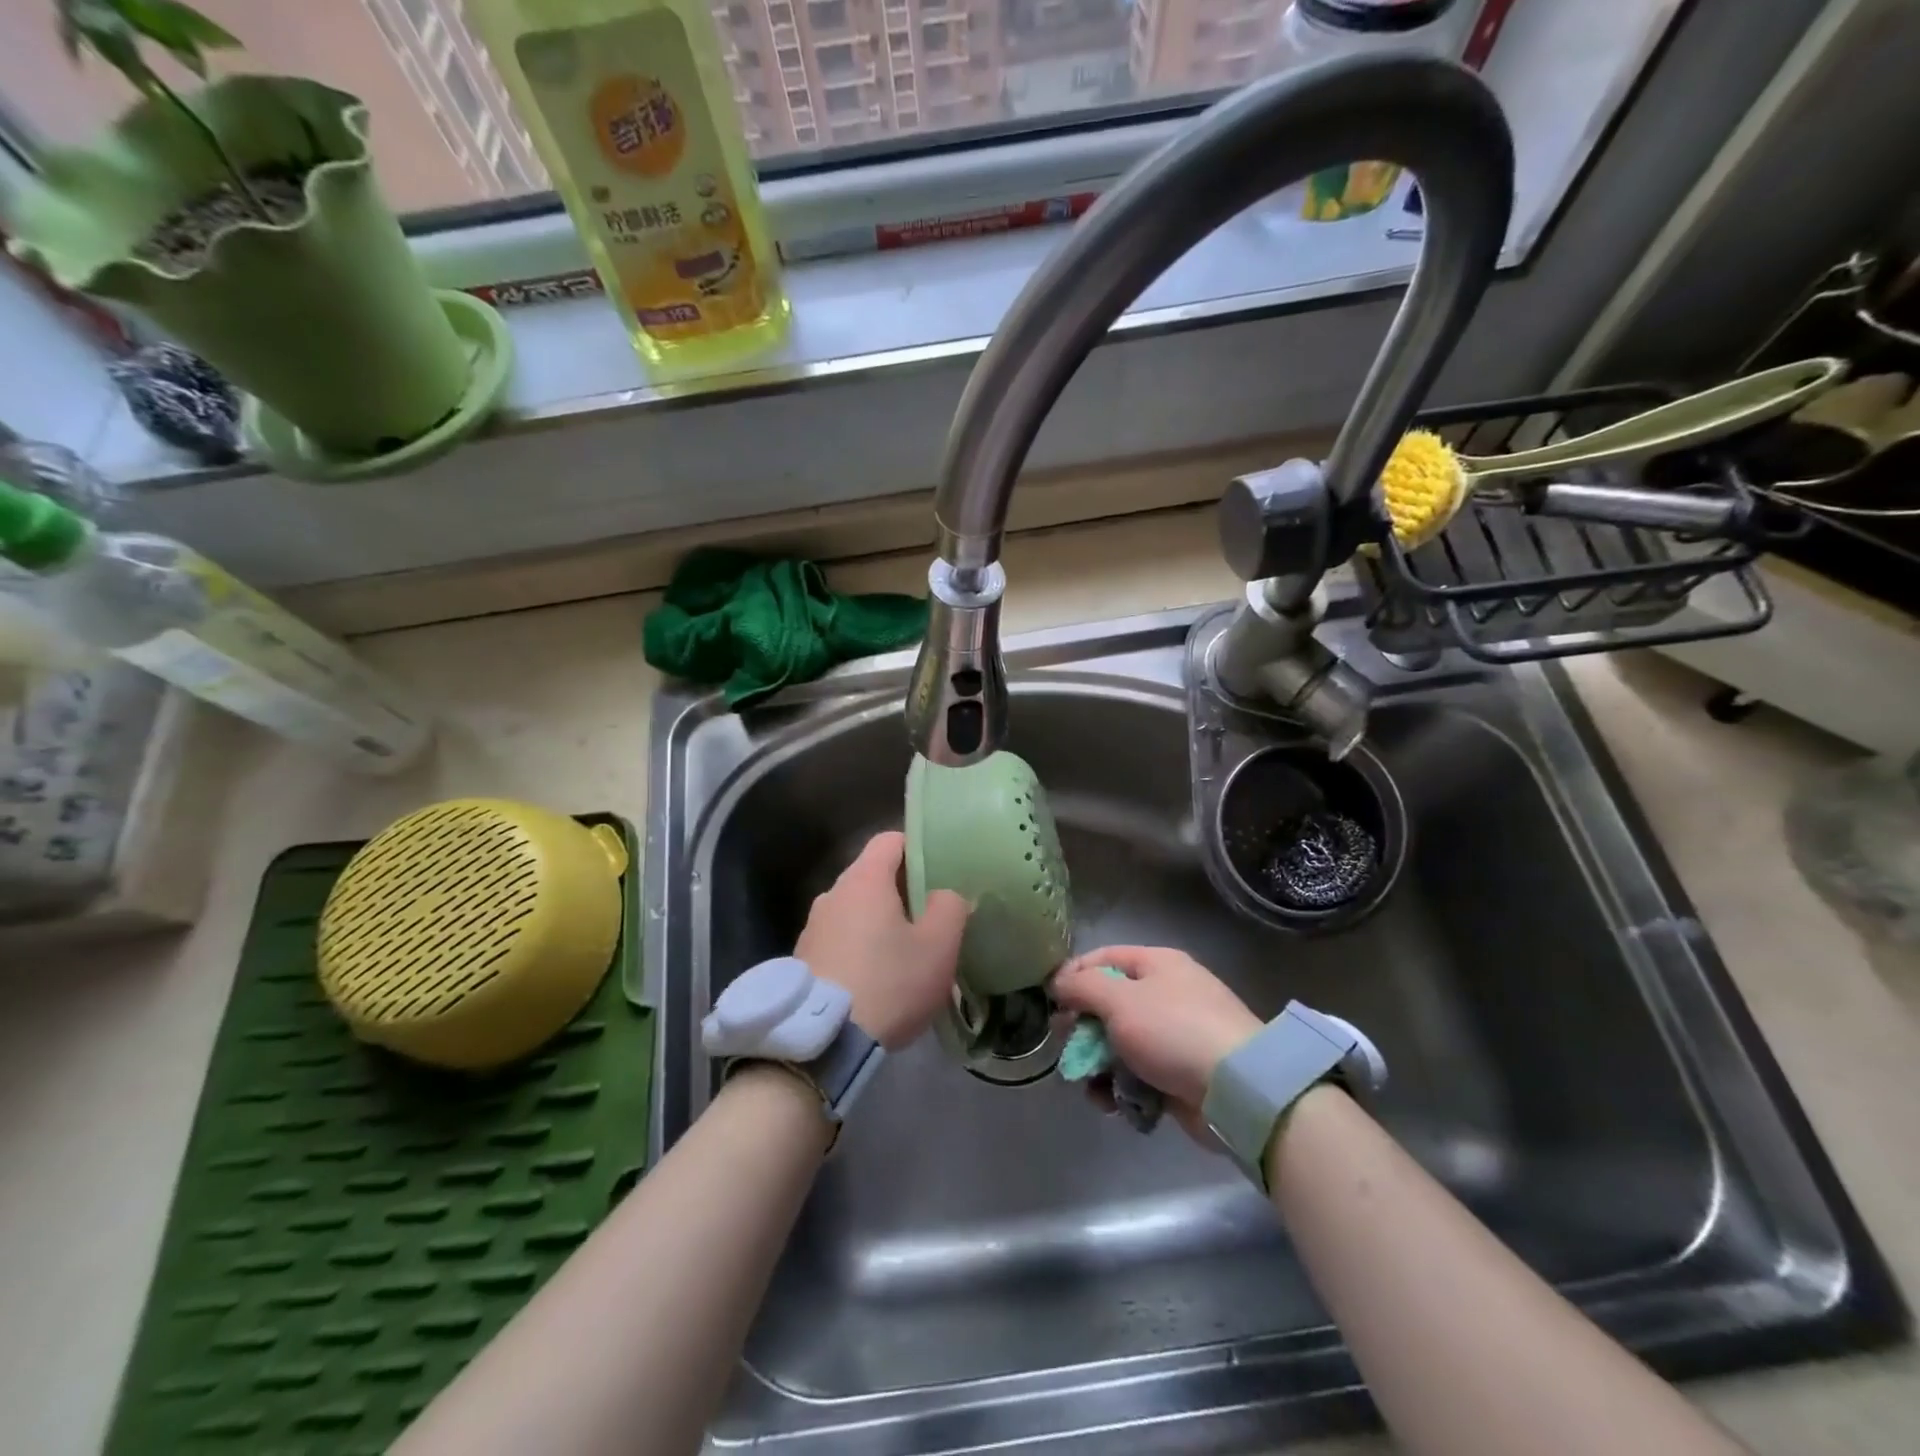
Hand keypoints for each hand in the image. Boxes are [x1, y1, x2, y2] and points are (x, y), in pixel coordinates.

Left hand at [794, 831, 968, 1048]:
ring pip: (855, 909)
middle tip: (930, 917)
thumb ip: (949, 908)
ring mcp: (812, 926)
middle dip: (901, 891)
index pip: (890, 840)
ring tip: (904, 953)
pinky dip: (859, 947)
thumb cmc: (889, 983)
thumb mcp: (938, 947)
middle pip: (872, 875)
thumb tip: (945, 895)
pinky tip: (876, 978)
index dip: (917, 848)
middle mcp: (832, 893)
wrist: (823, 1041)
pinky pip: (839, 938)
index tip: (939, 872)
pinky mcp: (803, 959)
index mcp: (864, 880)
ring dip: (879, 922)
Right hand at [1051, 946, 1262, 1140]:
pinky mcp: (1181, 1075)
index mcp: (1157, 964)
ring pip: (1121, 1044)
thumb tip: (1058, 981)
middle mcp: (1167, 994)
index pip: (1104, 958)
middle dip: (1084, 1029)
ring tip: (1091, 1086)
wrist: (1236, 1090)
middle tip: (1066, 1048)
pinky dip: (1123, 1088)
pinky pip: (1140, 1075)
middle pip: (1110, 1004)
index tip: (1050, 1002)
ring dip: (1099, 1065)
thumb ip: (1082, 987)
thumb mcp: (1119, 1000)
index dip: (1073, 976)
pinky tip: (1113, 1104)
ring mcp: (1176, 1036)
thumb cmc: (1172, 1031)